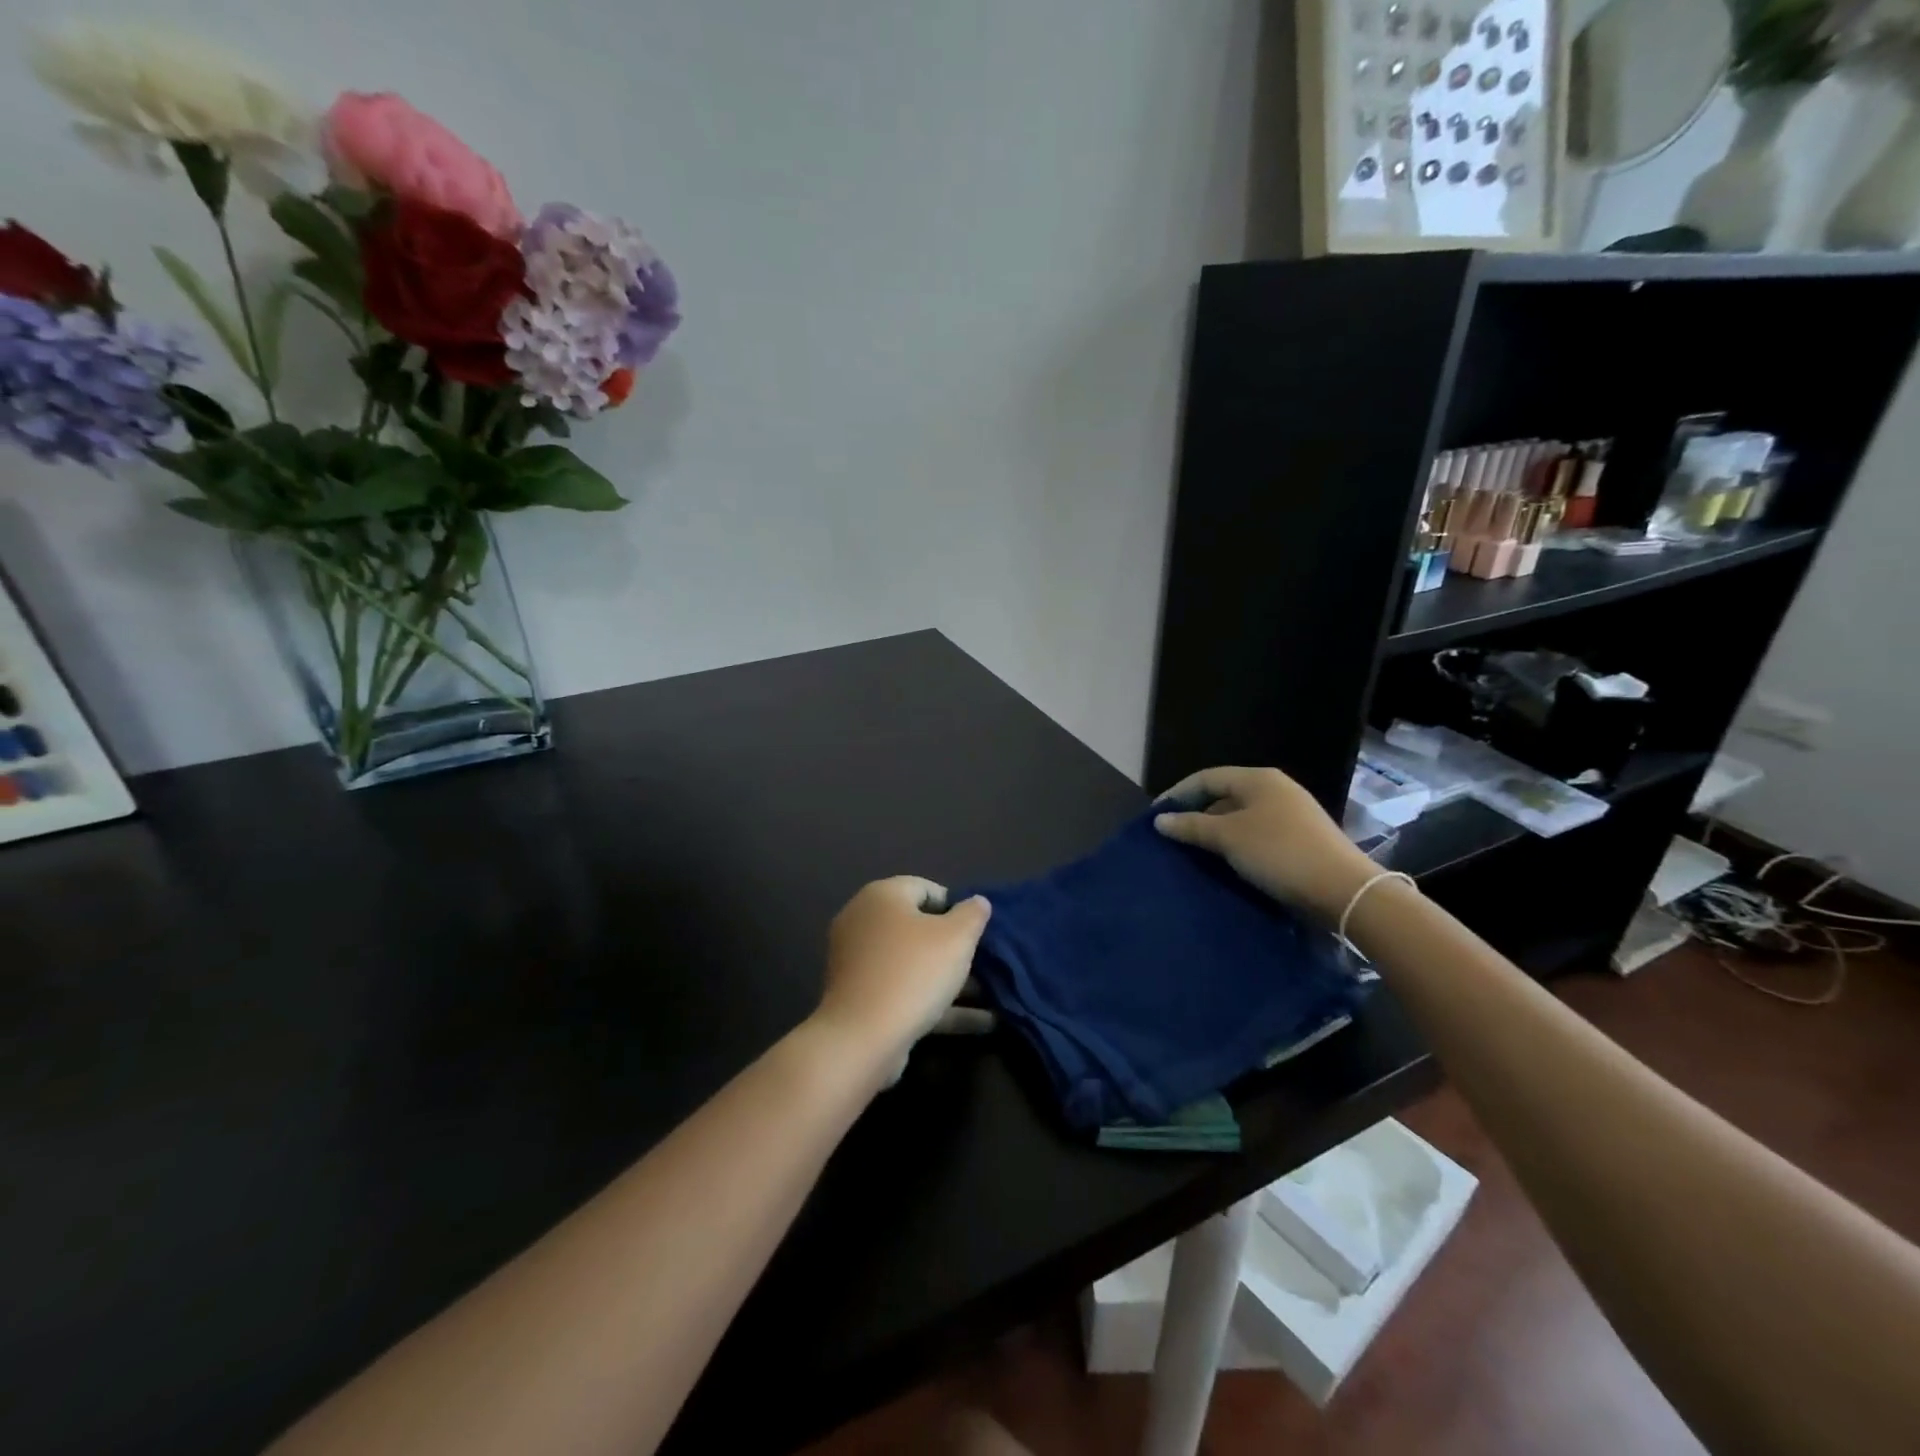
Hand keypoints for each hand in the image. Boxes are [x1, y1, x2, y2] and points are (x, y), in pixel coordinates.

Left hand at [814, 877, 991, 1069]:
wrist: (863, 1037)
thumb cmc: (913, 972)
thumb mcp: (957, 937)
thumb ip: (972, 914)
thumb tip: (978, 901)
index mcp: (880, 897)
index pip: (924, 888)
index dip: (956, 906)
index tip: (978, 930)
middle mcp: (863, 923)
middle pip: (918, 927)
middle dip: (955, 946)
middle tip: (985, 962)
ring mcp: (859, 963)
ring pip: (913, 964)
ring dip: (951, 979)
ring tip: (992, 994)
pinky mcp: (862, 999)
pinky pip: (905, 991)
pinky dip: (938, 1002)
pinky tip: (980, 1021)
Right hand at [1154, 766, 1377, 923]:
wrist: (1344, 891)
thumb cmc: (1279, 853)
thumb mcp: (1228, 837)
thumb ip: (1192, 826)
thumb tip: (1160, 820)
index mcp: (1258, 779)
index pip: (1206, 777)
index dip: (1177, 794)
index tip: (1155, 817)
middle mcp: (1275, 790)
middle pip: (1223, 795)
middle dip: (1195, 814)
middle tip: (1172, 836)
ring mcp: (1291, 814)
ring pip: (1240, 817)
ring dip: (1214, 832)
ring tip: (1192, 852)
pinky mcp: (1299, 840)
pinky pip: (1256, 834)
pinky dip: (1235, 844)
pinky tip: (1224, 863)